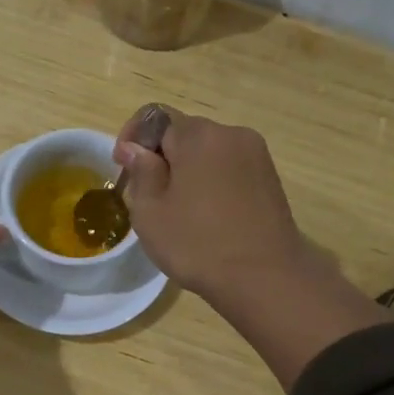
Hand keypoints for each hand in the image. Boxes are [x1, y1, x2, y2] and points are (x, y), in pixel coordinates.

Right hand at [114, 110, 312, 299]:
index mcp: (199, 136)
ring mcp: (256, 156)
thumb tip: (135, 148)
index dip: (133, 138)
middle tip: (148, 197)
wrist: (265, 277)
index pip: (155, 117)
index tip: (123, 169)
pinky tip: (208, 218)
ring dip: (188, 171)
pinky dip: (212, 183)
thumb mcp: (150, 212)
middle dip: (162, 157)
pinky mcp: (270, 179)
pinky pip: (229, 169)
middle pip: (184, 134)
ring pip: (208, 153)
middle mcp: (231, 135)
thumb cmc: (198, 244)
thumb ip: (141, 172)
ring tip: (179, 211)